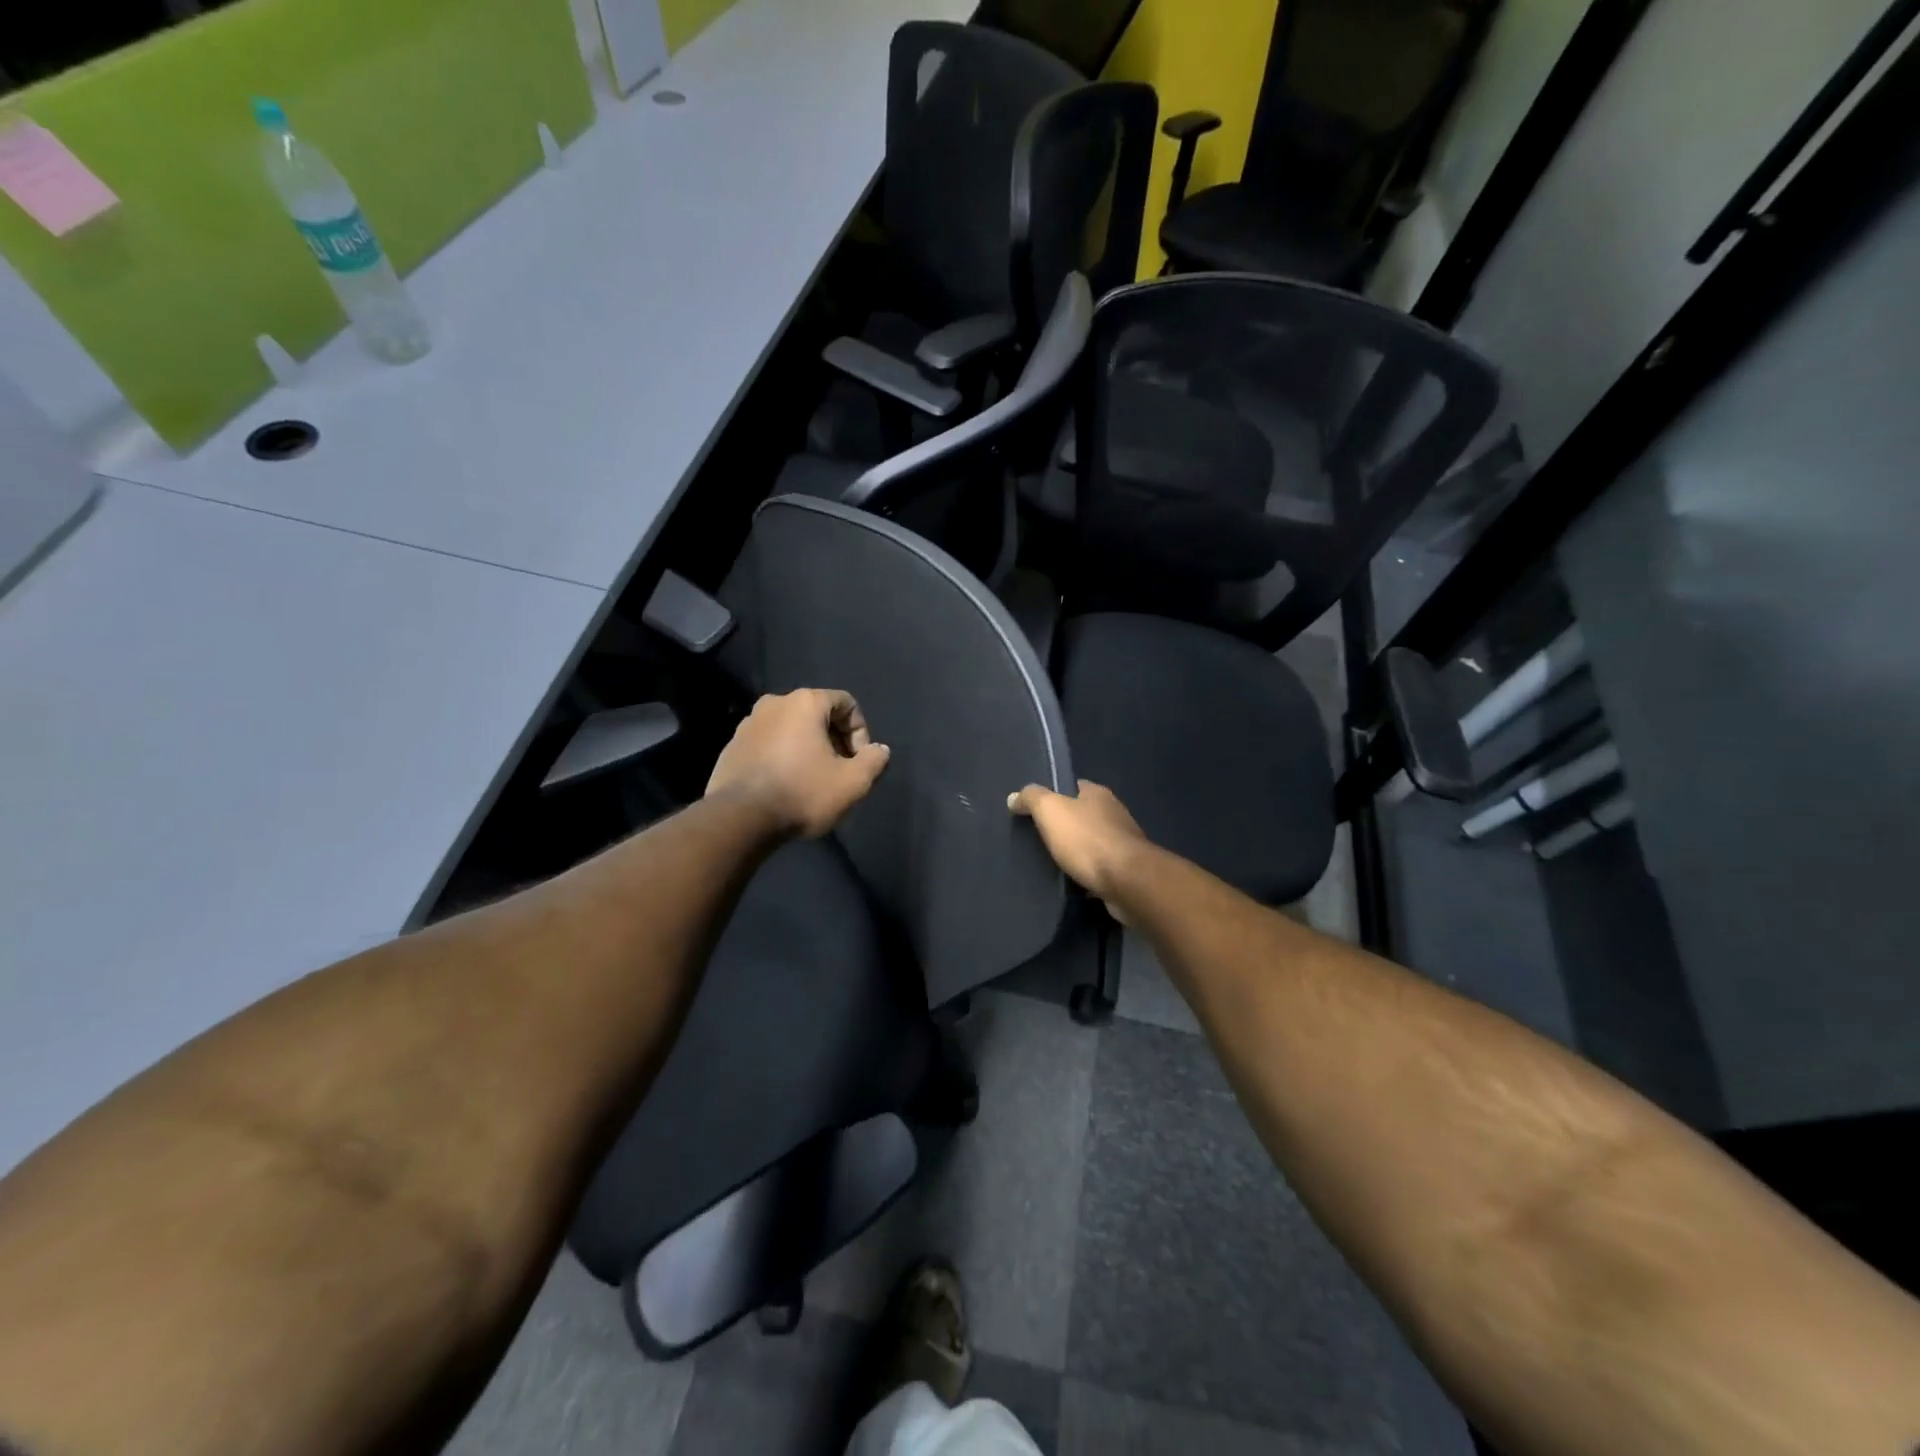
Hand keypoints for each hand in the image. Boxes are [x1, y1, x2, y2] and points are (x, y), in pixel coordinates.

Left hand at [707, 689, 891, 838]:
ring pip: (791, 730)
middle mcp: (774, 703)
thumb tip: (879, 750)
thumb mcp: (853, 783)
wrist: (740, 819)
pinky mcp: (732, 746)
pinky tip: (786, 787)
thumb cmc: (802, 793)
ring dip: (808, 750)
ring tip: (813, 781)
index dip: (861, 732)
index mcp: (805, 702)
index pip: (847, 703)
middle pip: (818, 715)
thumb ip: (874, 761)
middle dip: (835, 741)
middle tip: (840, 772)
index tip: (859, 762)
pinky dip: (784, 758)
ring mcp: (748, 724)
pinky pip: (769, 745)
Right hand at [1008, 780, 1152, 919]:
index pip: (1074, 787)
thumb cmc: (1087, 840)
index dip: (1055, 794)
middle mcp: (1114, 813)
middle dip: (1065, 824)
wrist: (1127, 881)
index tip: (1036, 808)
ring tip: (1052, 861)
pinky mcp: (1127, 870)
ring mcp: (1123, 843)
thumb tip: (1014, 796)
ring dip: (1077, 850)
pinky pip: (1100, 867)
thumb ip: (1032, 799)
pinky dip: (1087, 871)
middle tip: (1038, 837)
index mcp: (1098, 794)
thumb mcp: (1051, 811)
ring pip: (1093, 842)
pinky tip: (1072, 880)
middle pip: (1084, 814)